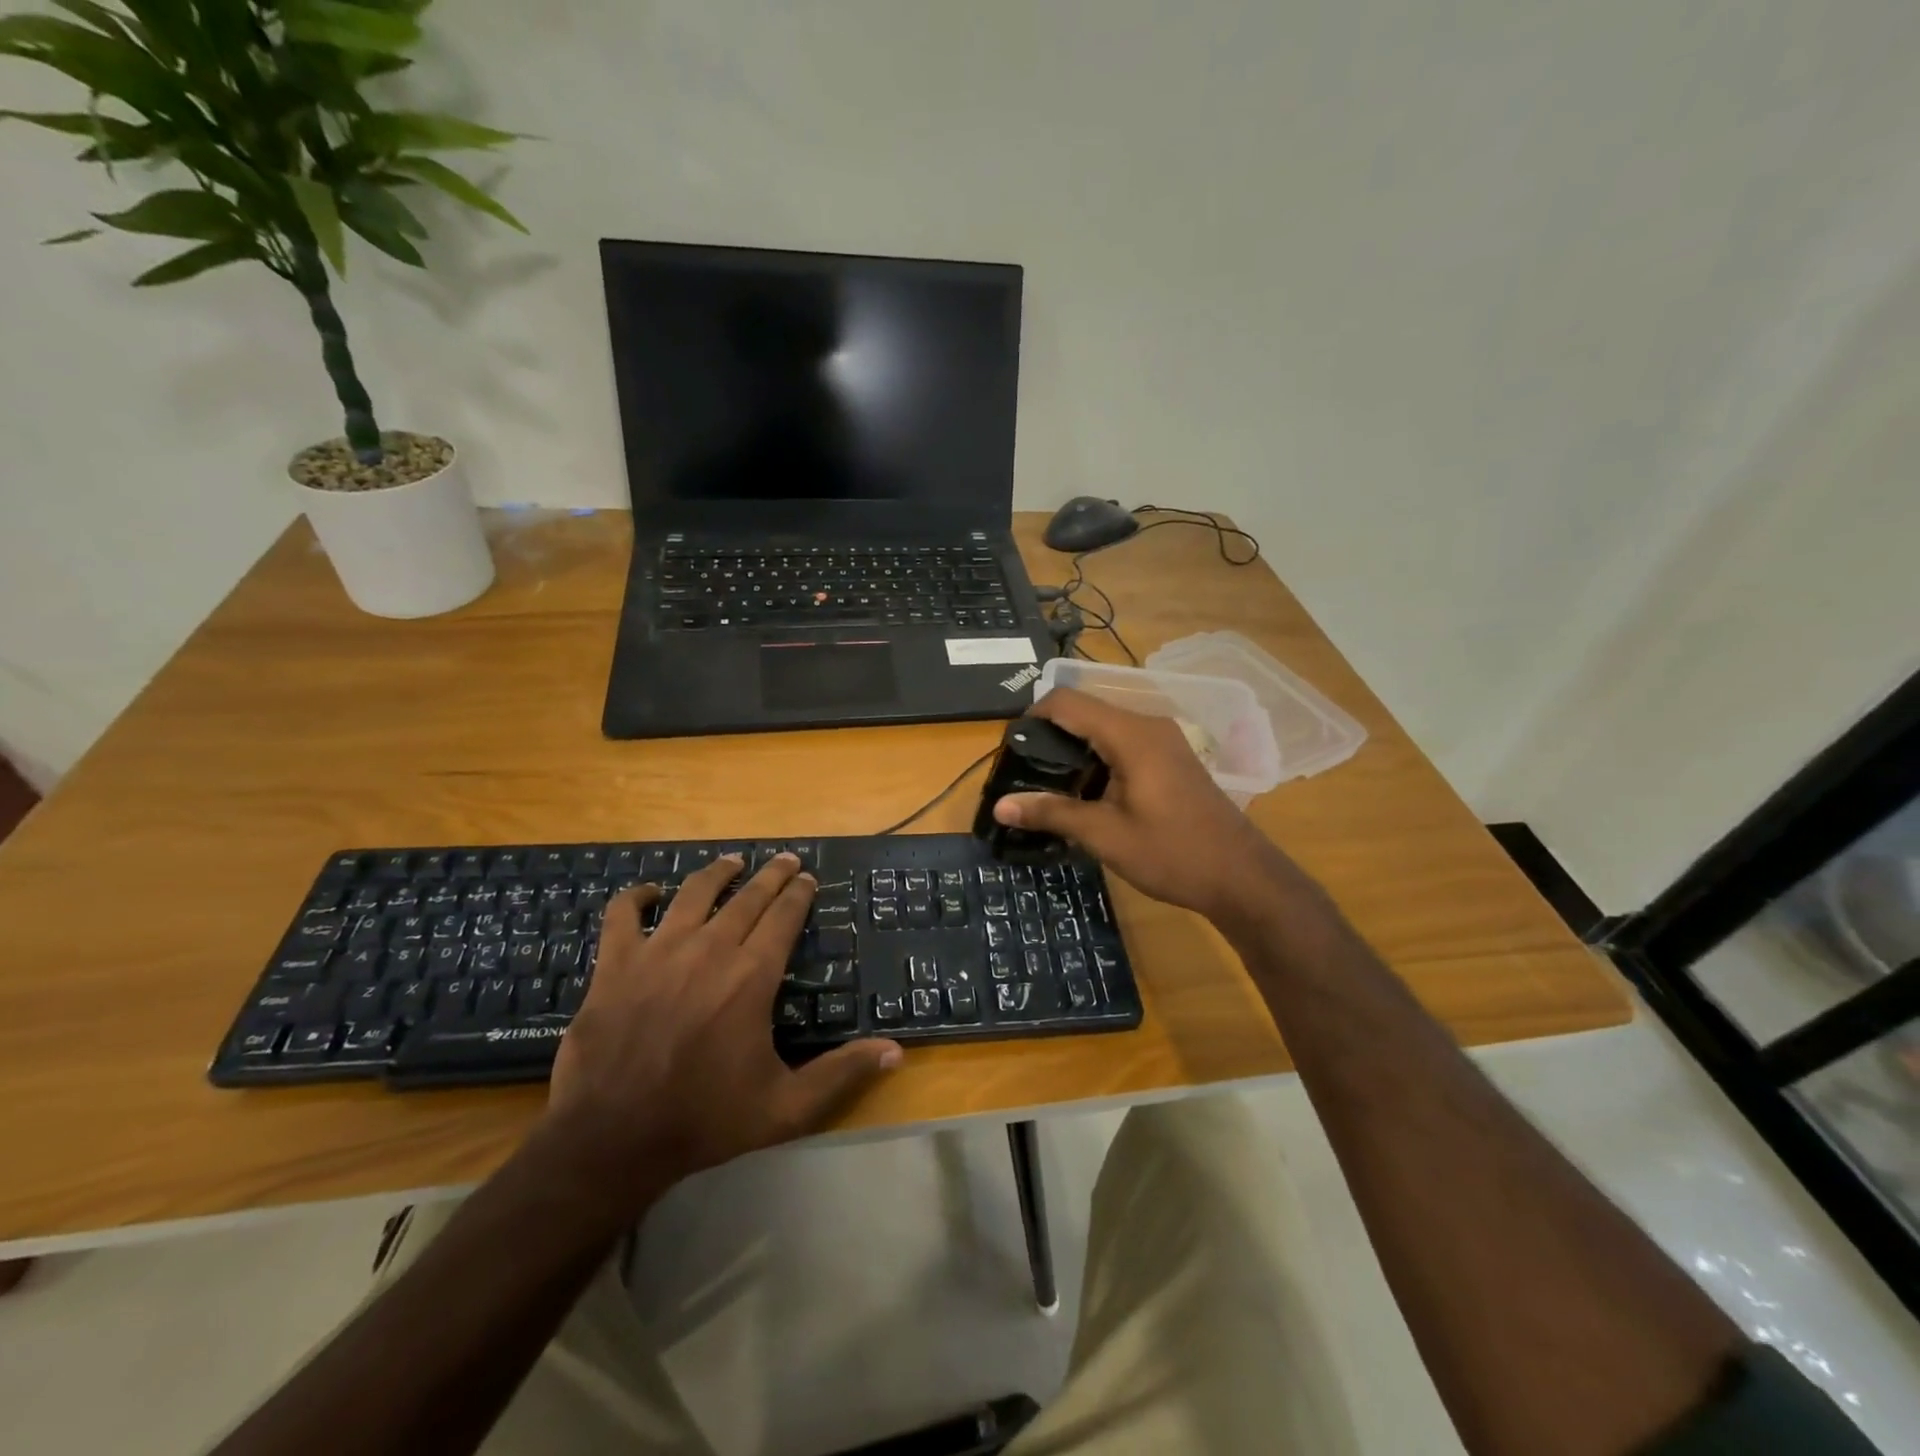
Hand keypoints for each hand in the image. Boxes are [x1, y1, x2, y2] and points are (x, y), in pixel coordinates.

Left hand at [540, 853, 901, 1220]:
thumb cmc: (704, 1120)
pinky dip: (636, 897)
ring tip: (731, 861)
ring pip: (693, 893)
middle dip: (771, 874)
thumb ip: (841, 1074)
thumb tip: (896, 1050)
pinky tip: (649, 892)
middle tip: (785, 859)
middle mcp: (710, 949)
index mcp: (752, 976)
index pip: (784, 917)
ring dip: (717, 873)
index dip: (799, 893)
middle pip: (747, 897)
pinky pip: (623, 914)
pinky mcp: (616, 964)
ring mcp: (659, 951)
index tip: (808, 878)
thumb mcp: (785, 1107)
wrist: (612, 1139)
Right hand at [993, 688, 1295, 924]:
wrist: (1241, 877)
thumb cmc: (1172, 853)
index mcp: (1131, 735)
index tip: (1010, 749)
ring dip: (1074, 749)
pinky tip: (1086, 792)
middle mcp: (1147, 725)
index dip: (1033, 716)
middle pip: (1085, 711)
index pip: (1068, 702)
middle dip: (1050, 735)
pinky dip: (1097, 758)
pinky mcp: (1171, 757)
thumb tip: (1000, 806)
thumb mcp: (1105, 835)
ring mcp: (1163, 740)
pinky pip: (1123, 742)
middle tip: (1024, 772)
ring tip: (1048, 785)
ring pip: (1104, 727)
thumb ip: (1052, 813)